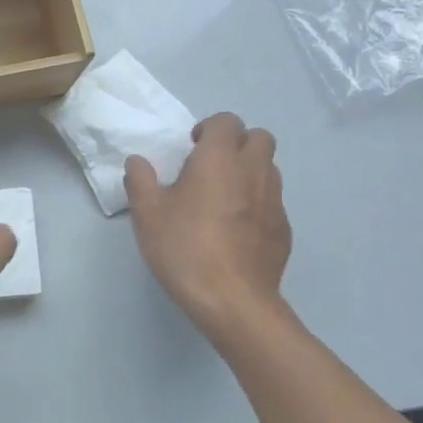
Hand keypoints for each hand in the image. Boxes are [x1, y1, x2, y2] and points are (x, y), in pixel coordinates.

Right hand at [124, 112, 293, 338]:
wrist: (233, 301)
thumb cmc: (184, 249)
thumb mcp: (147, 214)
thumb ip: (140, 180)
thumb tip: (138, 162)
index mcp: (219, 159)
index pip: (226, 121)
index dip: (209, 129)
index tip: (191, 149)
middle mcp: (254, 171)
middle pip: (259, 138)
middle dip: (237, 143)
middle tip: (211, 167)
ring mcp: (275, 201)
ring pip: (269, 168)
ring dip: (249, 171)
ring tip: (223, 198)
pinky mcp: (284, 229)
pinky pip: (273, 202)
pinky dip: (257, 203)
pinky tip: (236, 230)